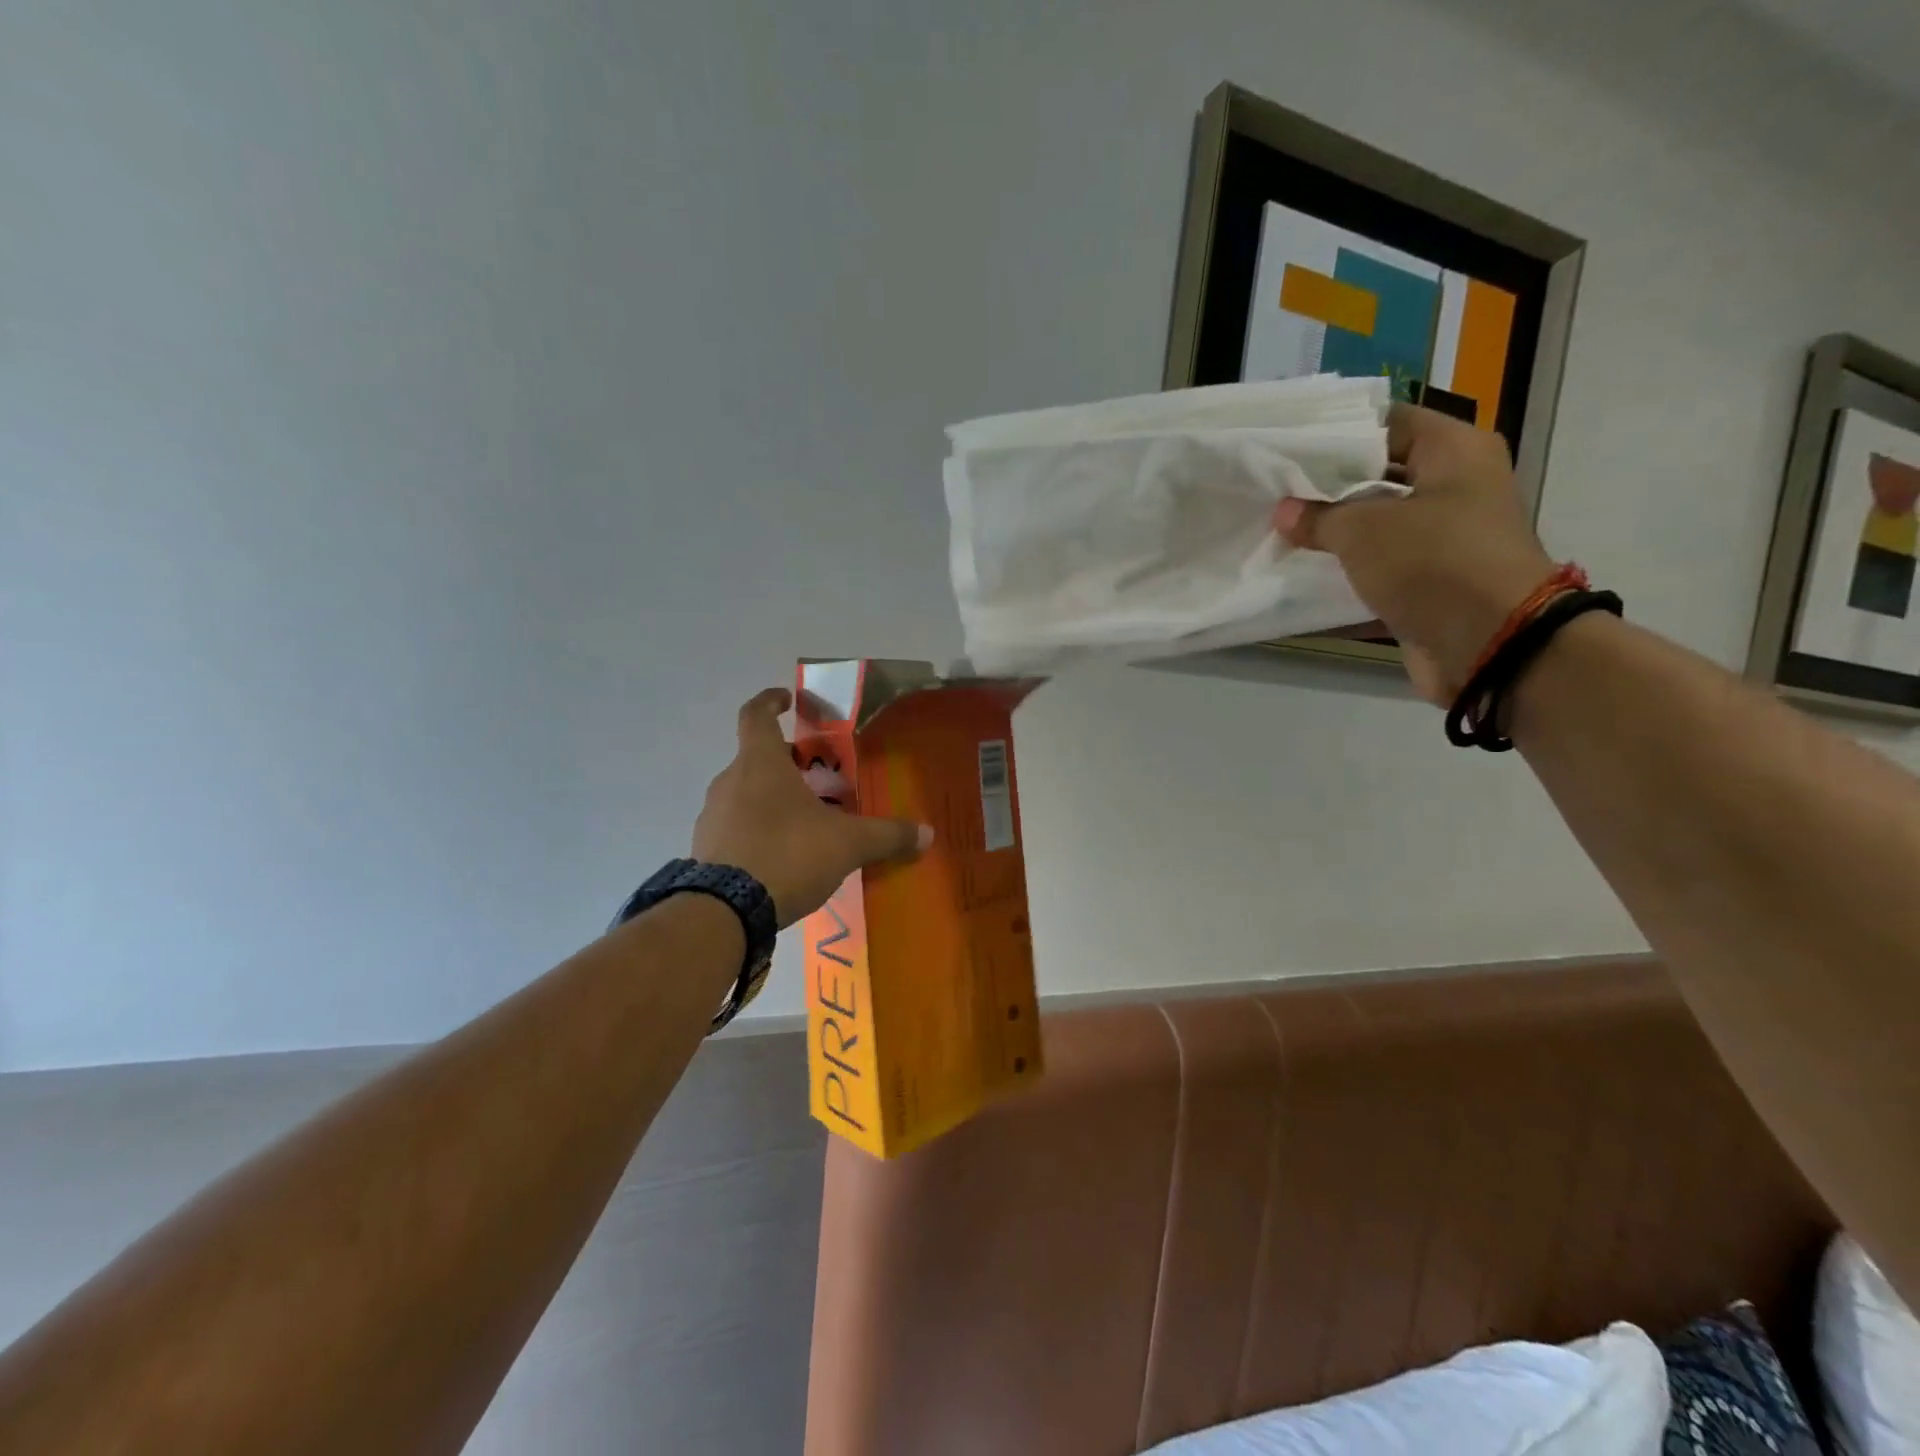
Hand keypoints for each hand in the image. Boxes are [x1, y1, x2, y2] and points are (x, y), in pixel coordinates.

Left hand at [693, 688, 931, 925]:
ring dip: (770, 798)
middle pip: (757, 758)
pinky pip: (734, 827)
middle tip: (818, 779)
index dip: (771, 701)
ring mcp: (712, 815)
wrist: (725, 912)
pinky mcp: (704, 849)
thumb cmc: (788, 855)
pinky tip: (780, 857)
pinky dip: (756, 830)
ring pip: (744, 793)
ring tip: (803, 823)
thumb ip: (887, 836)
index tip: (787, 699)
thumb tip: (927, 834)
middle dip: (787, 762)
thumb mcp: (847, 844)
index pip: (756, 714)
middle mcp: (730, 781)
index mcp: (761, 763)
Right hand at [1274, 403, 1553, 703]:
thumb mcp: (1365, 530)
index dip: (1336, 435)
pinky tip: (1298, 578)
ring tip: (1278, 534)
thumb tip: (1285, 512)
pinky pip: (1379, 570)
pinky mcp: (1430, 583)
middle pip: (1379, 477)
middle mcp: (1454, 488)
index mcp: (1454, 452)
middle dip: (1327, 489)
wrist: (1490, 644)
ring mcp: (1444, 539)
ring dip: (1333, 536)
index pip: (1387, 424)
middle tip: (1274, 493)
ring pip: (1376, 527)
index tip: (1288, 449)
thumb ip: (1319, 517)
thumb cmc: (1433, 563)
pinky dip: (1345, 576)